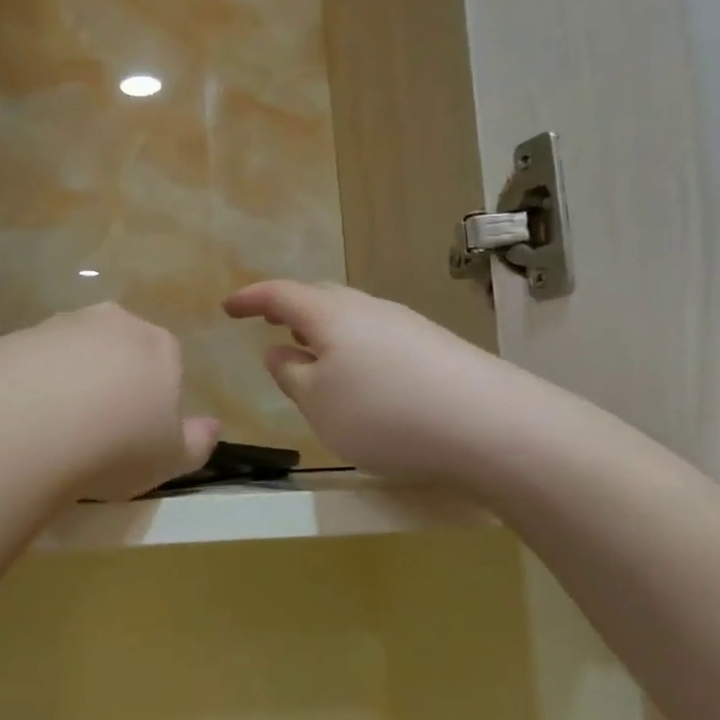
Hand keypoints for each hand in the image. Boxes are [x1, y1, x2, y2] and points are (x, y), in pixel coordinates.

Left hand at [0, 304, 218, 501]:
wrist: (26, 430)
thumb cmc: (115, 446)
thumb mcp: (171, 460)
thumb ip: (197, 442)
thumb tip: (211, 427)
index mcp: (158, 345)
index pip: (167, 365)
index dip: (153, 401)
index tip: (137, 435)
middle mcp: (111, 322)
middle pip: (119, 351)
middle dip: (113, 382)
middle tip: (98, 432)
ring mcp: (59, 325)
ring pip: (73, 353)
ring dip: (69, 382)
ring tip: (56, 432)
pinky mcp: (14, 338)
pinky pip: (32, 363)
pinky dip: (31, 385)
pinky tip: (23, 421)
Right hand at [223, 280, 543, 491]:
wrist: (492, 426)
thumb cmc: (385, 413)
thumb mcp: (318, 403)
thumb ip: (291, 375)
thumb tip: (278, 352)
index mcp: (331, 315)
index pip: (280, 294)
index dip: (250, 298)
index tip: (227, 307)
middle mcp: (369, 309)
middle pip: (320, 298)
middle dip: (289, 308)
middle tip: (268, 322)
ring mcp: (407, 325)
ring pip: (351, 317)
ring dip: (323, 330)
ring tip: (310, 352)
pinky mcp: (436, 348)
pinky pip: (377, 337)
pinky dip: (354, 348)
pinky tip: (360, 376)